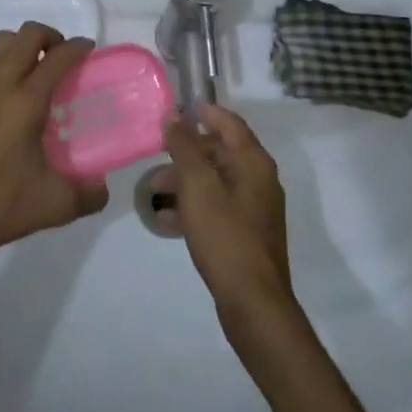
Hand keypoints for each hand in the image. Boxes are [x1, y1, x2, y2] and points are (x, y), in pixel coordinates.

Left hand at [0, 25, 105, 264]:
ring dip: (18, 46)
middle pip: (26, 35)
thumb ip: (88, 195)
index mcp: (27, 102)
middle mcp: (0, 85)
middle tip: (61, 58)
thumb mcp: (54, 206)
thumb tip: (102, 188)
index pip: (58, 58)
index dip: (78, 48)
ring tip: (30, 69)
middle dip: (49, 37)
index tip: (89, 51)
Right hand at [163, 105, 294, 328]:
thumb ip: (184, 147)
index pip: (230, 123)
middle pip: (220, 152)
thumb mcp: (198, 186)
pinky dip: (193, 206)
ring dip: (184, 181)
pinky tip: (165, 220)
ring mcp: (254, 209)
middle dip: (186, 152)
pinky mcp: (246, 234)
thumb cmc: (225, 235)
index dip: (204, 112)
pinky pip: (216, 208)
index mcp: (254, 162)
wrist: (253, 302)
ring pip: (215, 182)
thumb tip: (175, 115)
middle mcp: (259, 179)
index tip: (177, 108)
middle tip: (155, 154)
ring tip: (152, 191)